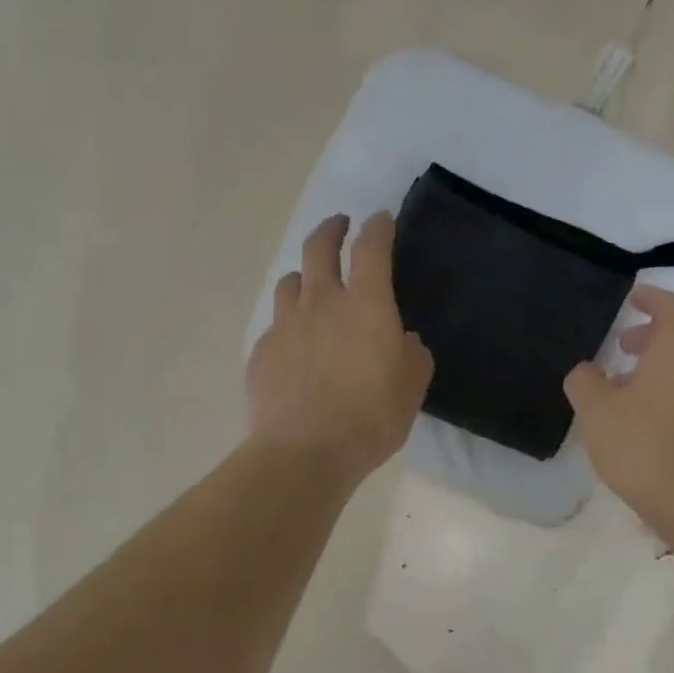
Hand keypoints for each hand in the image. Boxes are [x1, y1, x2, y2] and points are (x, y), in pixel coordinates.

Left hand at [246, 212, 433, 487]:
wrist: (304, 453)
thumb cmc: (369, 419)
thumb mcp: (411, 389)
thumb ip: (412, 356)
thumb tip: (404, 341)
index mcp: (366, 305)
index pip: (371, 248)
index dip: (377, 227)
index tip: (380, 219)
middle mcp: (321, 303)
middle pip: (319, 247)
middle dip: (331, 229)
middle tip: (339, 226)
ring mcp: (285, 325)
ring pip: (289, 283)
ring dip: (303, 277)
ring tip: (310, 288)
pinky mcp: (262, 352)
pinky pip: (275, 326)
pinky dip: (287, 327)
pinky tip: (294, 348)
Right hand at [564, 287, 673, 532]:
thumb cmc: (645, 447)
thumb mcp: (596, 412)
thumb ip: (584, 382)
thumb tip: (585, 370)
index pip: (670, 306)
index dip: (650, 297)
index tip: (632, 297)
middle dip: (658, 331)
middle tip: (627, 341)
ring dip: (668, 360)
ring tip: (633, 379)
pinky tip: (653, 413)